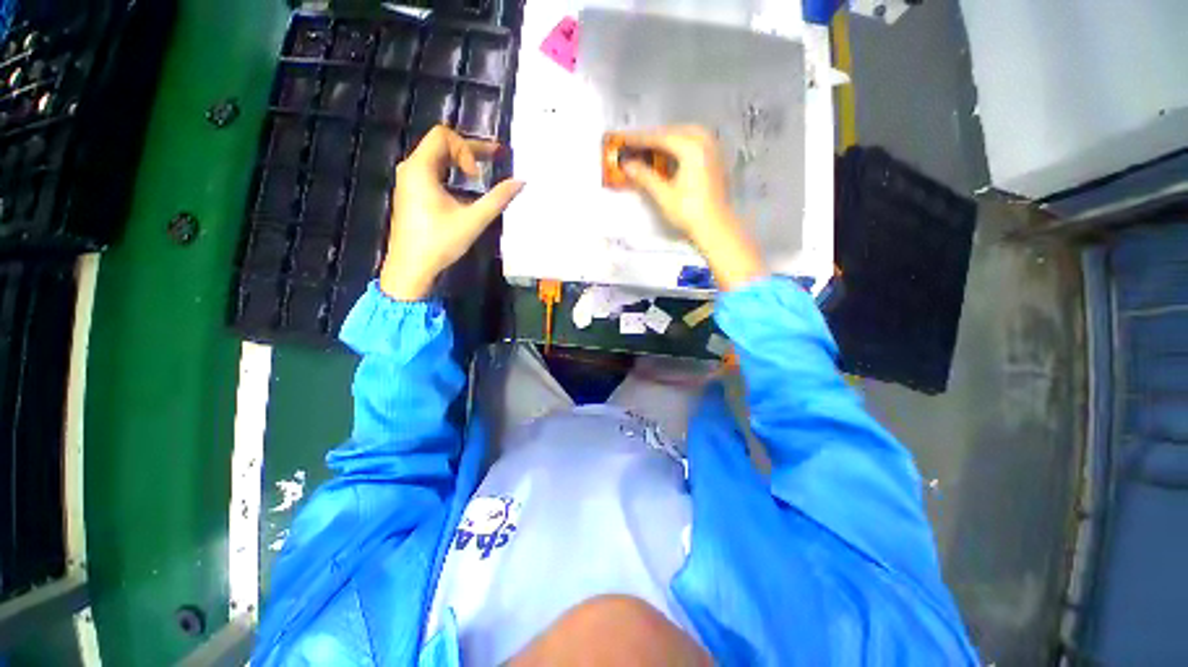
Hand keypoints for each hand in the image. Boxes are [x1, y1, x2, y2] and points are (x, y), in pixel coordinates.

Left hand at [379, 125, 523, 300]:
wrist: (410, 267)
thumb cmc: (439, 242)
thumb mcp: (473, 220)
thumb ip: (497, 199)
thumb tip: (521, 182)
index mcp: (420, 168)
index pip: (443, 135)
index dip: (467, 149)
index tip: (477, 177)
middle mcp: (411, 168)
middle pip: (441, 144)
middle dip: (469, 150)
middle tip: (496, 158)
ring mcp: (409, 180)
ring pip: (437, 157)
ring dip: (461, 161)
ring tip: (482, 172)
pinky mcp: (411, 193)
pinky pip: (432, 171)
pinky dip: (452, 173)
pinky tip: (466, 188)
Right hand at [620, 126, 765, 290]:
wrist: (715, 227)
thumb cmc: (689, 212)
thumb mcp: (664, 195)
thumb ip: (645, 176)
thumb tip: (626, 165)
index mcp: (692, 148)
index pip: (661, 137)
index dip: (641, 139)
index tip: (624, 140)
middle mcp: (704, 142)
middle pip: (674, 131)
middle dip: (655, 136)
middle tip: (636, 143)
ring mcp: (713, 149)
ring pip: (687, 134)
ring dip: (669, 138)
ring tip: (652, 148)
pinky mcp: (716, 159)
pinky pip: (696, 142)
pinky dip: (681, 144)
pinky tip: (672, 154)